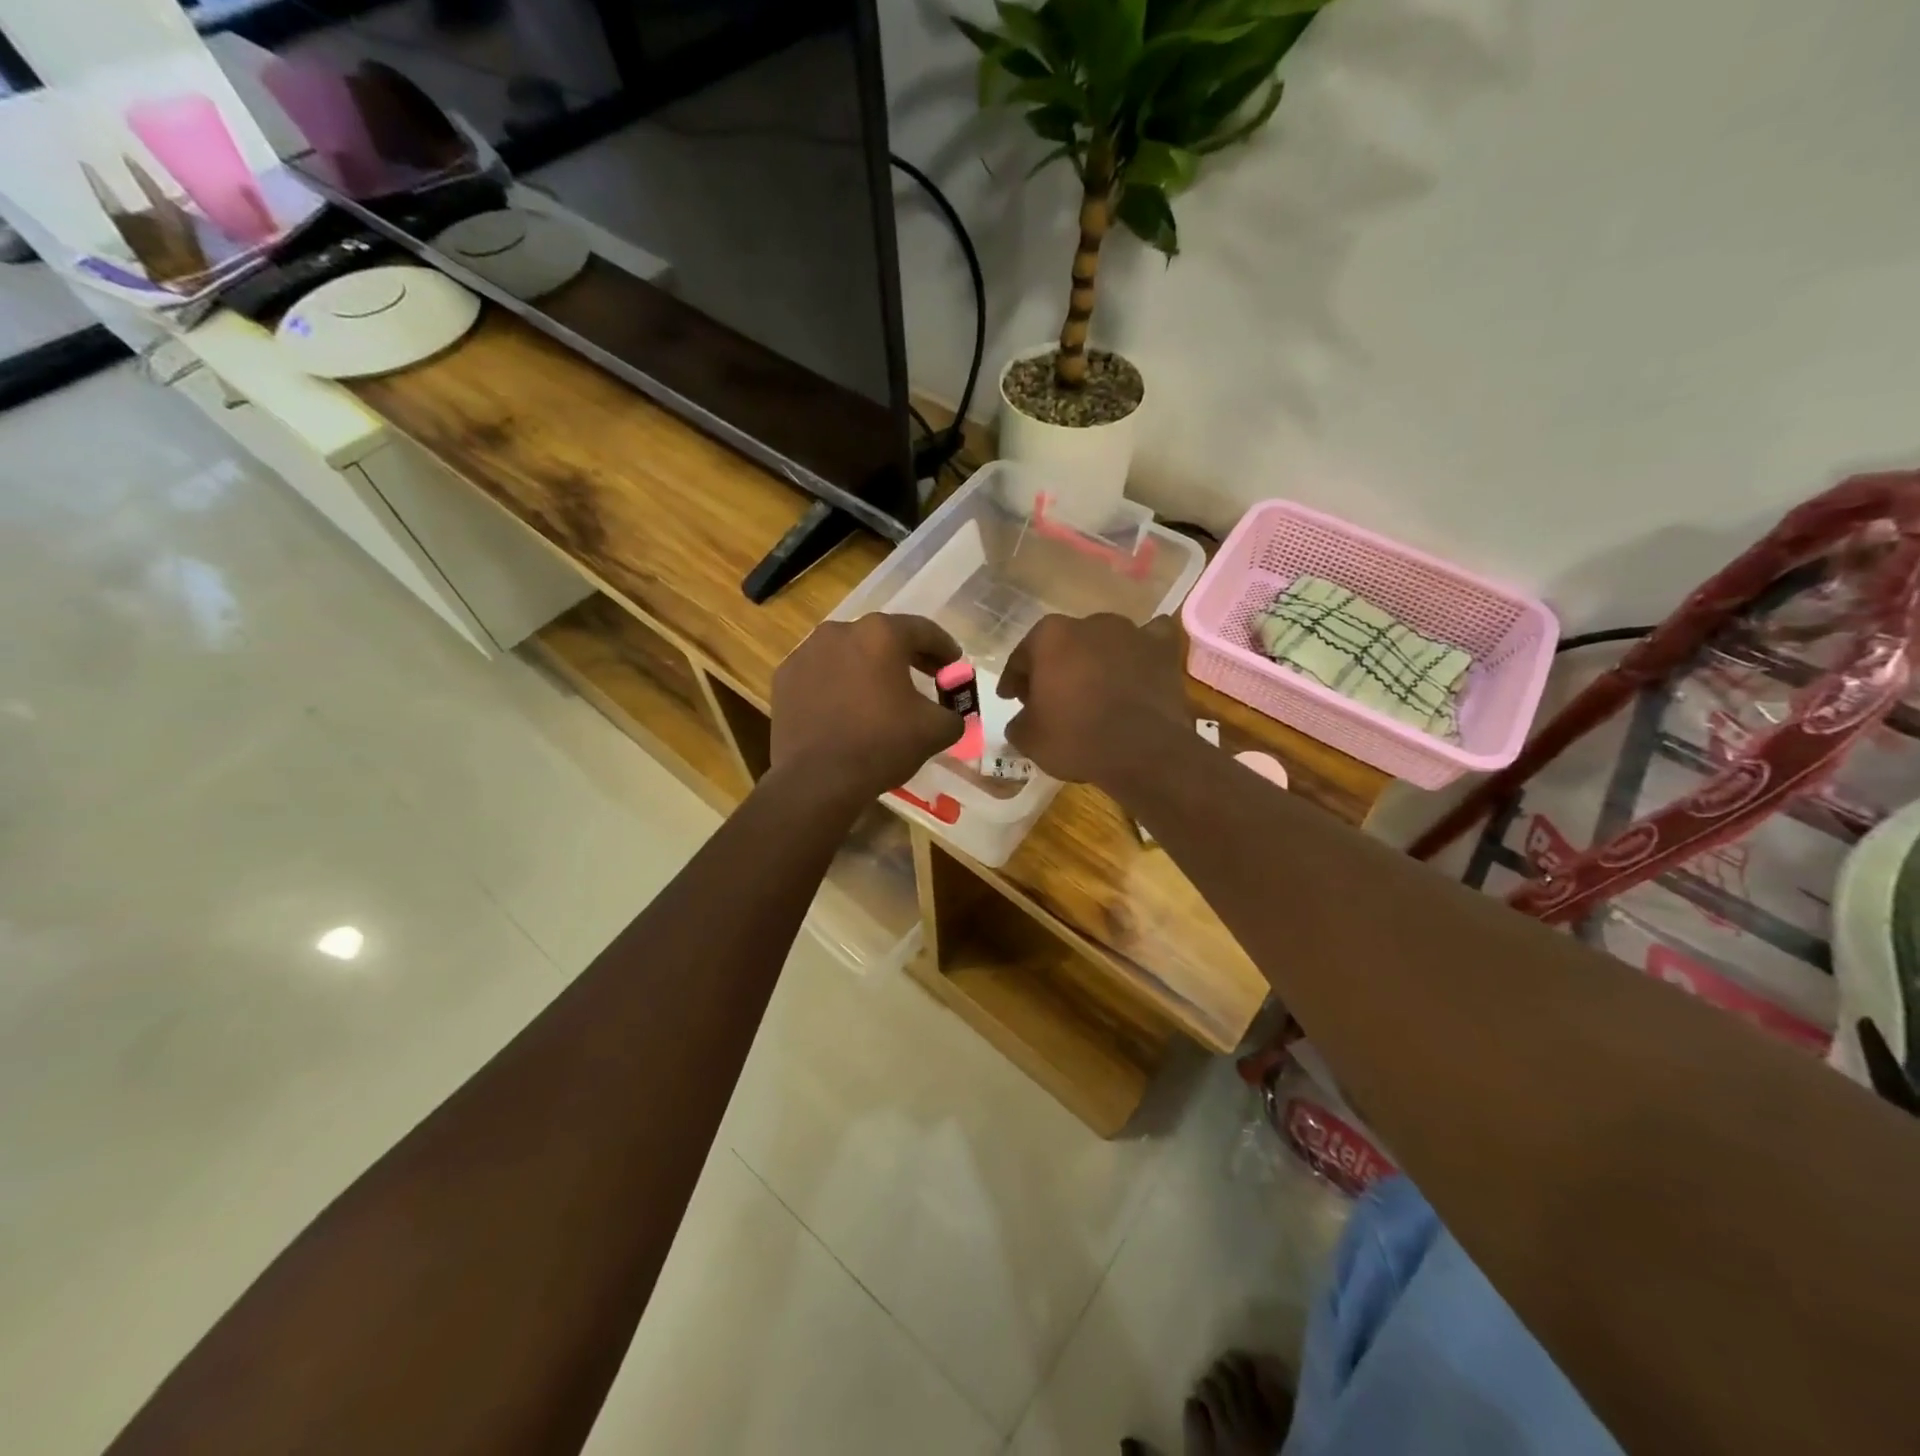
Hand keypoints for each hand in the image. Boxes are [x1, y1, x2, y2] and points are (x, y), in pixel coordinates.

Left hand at [770, 614, 964, 801]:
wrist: (818, 780)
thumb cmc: (882, 745)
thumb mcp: (936, 730)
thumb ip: (952, 713)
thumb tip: (950, 714)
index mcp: (880, 634)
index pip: (922, 630)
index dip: (944, 647)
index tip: (954, 665)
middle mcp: (840, 631)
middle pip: (882, 637)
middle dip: (907, 656)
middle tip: (926, 675)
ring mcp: (806, 653)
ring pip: (849, 653)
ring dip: (869, 667)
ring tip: (882, 694)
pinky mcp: (785, 678)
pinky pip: (821, 674)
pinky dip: (838, 684)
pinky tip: (846, 708)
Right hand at [999, 613, 1190, 787]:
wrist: (1144, 752)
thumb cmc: (1077, 738)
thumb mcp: (1029, 739)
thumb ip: (1018, 722)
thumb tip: (1024, 720)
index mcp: (1049, 636)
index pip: (1022, 657)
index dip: (1014, 680)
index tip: (1010, 697)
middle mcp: (1089, 623)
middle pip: (1062, 645)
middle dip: (1055, 667)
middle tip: (1051, 697)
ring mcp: (1130, 631)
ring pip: (1103, 641)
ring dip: (1095, 660)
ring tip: (1094, 688)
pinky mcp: (1163, 648)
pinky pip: (1148, 640)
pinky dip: (1140, 652)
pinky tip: (1137, 666)